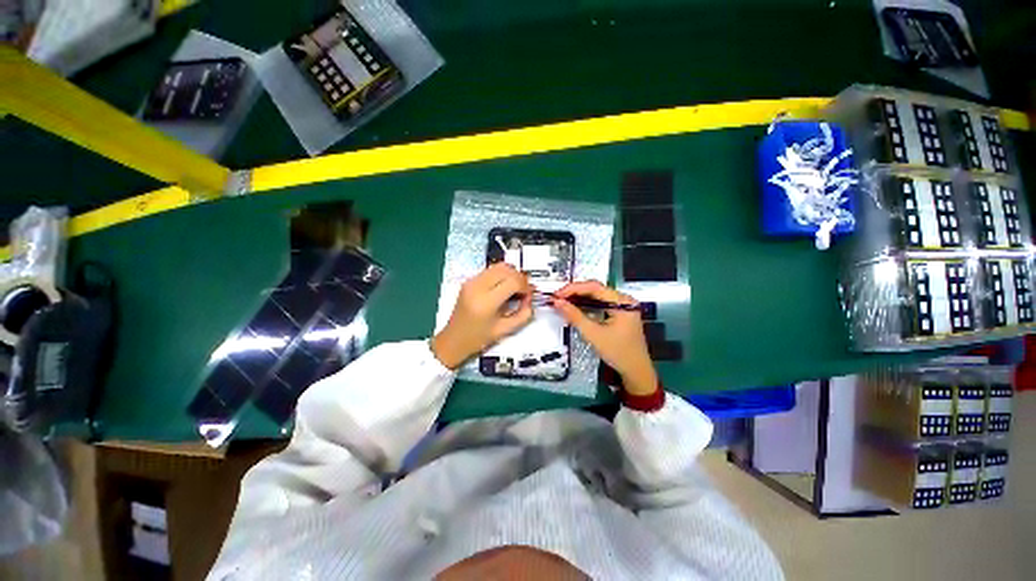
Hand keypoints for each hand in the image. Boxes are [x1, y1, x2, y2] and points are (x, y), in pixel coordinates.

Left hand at [431, 263, 532, 368]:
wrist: (453, 340)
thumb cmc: (477, 339)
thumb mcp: (505, 330)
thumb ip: (523, 314)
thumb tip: (530, 299)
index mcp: (486, 302)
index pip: (513, 281)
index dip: (525, 287)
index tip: (528, 296)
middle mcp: (476, 287)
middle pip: (506, 269)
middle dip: (520, 278)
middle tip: (524, 291)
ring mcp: (471, 282)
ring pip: (499, 266)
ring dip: (511, 274)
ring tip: (514, 289)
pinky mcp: (469, 281)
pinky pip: (490, 270)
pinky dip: (502, 275)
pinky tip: (503, 288)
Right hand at [552, 281, 657, 395]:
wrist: (636, 371)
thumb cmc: (618, 353)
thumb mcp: (593, 334)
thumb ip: (575, 316)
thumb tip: (557, 302)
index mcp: (622, 301)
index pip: (594, 287)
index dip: (573, 289)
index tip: (557, 295)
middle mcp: (623, 299)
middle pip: (595, 289)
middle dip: (574, 292)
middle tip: (557, 298)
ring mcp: (622, 305)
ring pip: (596, 295)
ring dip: (579, 297)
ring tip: (562, 301)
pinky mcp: (619, 312)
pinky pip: (599, 303)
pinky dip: (586, 304)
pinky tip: (574, 306)